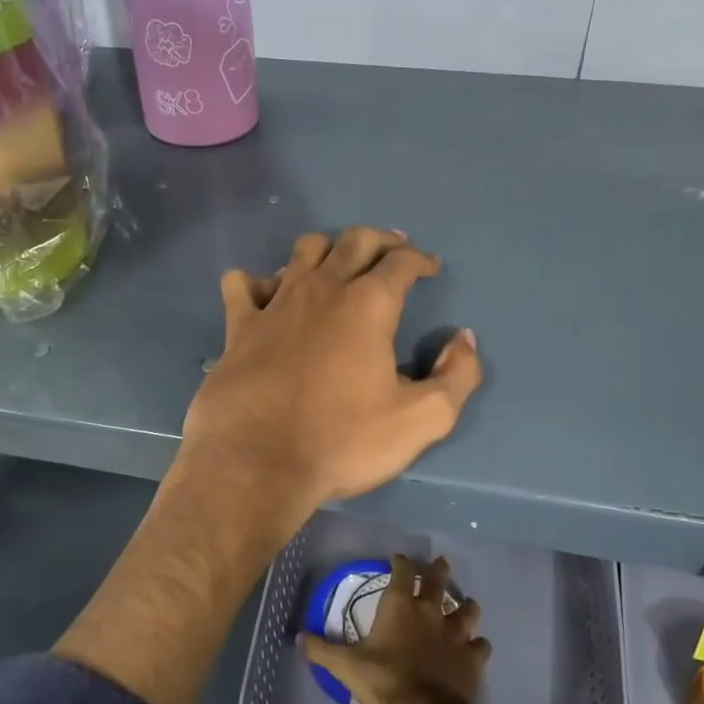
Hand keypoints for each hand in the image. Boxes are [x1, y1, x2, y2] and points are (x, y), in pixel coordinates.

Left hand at [180, 228, 482, 526]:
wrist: (257, 463)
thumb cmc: (342, 441)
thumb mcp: (421, 420)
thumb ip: (457, 376)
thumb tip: (464, 340)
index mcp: (368, 304)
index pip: (401, 261)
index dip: (420, 259)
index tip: (430, 267)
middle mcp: (322, 289)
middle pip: (354, 241)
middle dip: (380, 240)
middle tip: (393, 251)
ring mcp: (276, 303)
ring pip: (303, 251)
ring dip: (326, 250)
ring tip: (337, 266)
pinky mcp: (239, 326)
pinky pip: (243, 284)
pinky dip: (258, 282)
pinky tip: (267, 296)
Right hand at [299, 554, 490, 703]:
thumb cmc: (384, 681)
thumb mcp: (346, 666)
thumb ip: (322, 650)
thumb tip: (300, 637)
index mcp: (400, 605)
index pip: (403, 571)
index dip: (401, 562)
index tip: (399, 559)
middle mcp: (430, 611)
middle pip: (439, 581)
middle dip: (439, 570)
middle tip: (441, 563)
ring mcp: (455, 633)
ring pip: (467, 610)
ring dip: (466, 606)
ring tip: (466, 605)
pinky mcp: (472, 658)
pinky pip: (480, 645)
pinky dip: (478, 645)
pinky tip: (476, 648)